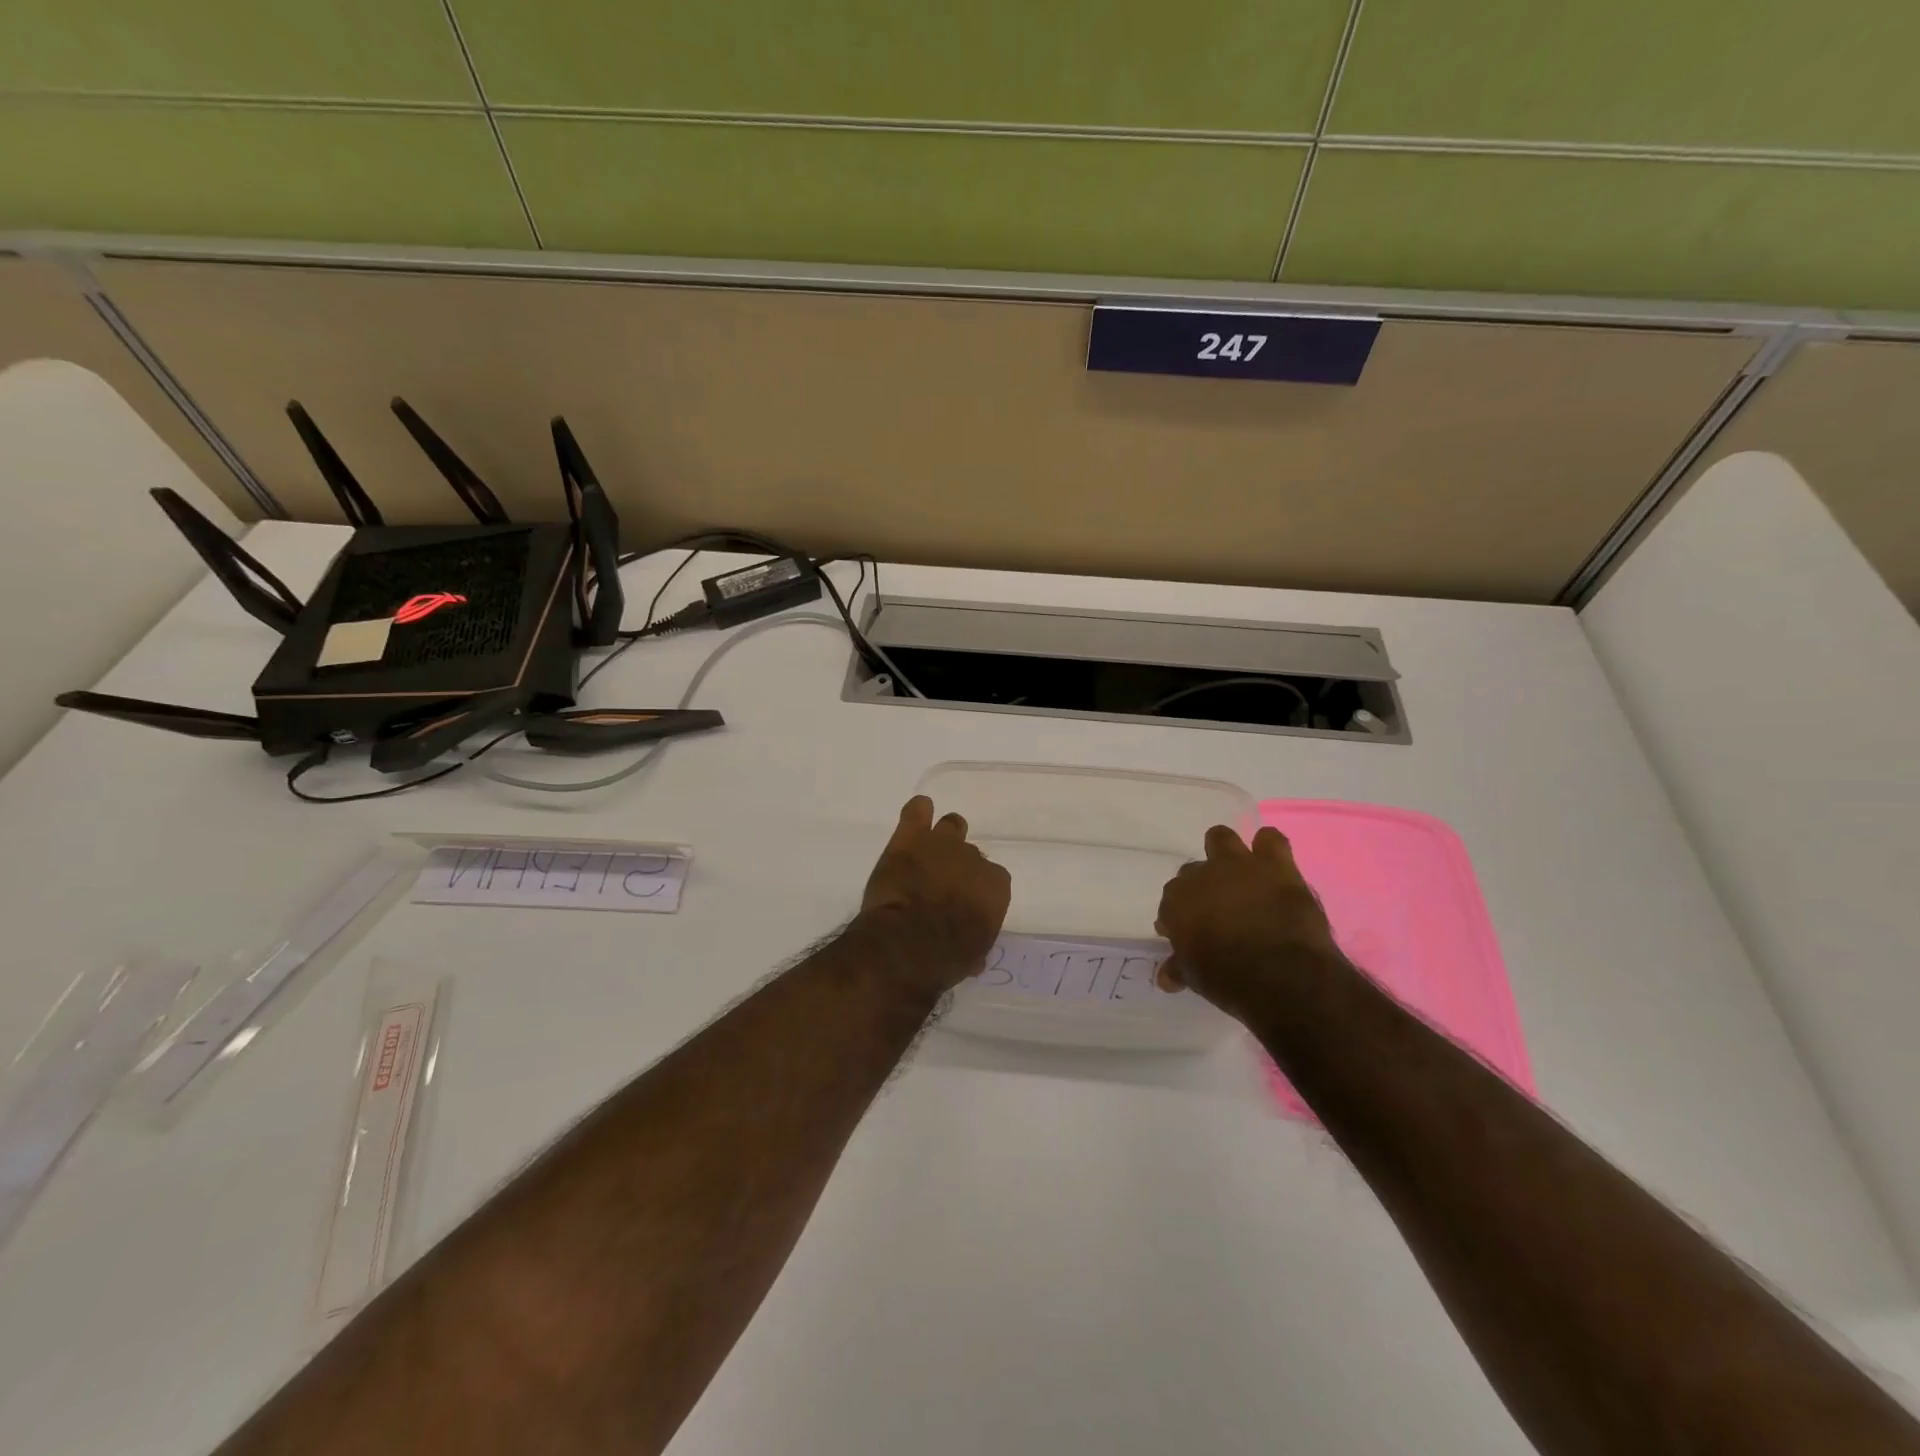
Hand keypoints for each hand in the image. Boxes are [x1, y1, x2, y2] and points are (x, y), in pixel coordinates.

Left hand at [857, 795, 1011, 991]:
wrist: (908, 944)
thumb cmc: (946, 957)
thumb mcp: (972, 955)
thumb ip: (975, 941)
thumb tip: (971, 952)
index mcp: (996, 887)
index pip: (992, 880)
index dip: (975, 890)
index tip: (962, 903)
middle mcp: (974, 858)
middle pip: (970, 854)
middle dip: (957, 867)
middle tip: (940, 884)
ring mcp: (942, 843)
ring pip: (951, 826)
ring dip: (942, 837)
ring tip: (928, 851)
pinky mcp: (910, 838)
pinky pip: (917, 810)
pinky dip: (917, 812)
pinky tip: (915, 816)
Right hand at [1155, 824, 1344, 1023]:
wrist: (1285, 976)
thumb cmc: (1230, 981)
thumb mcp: (1195, 979)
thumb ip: (1179, 968)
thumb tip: (1166, 976)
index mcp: (1177, 901)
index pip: (1171, 902)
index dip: (1180, 918)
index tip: (1189, 934)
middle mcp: (1202, 875)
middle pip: (1192, 871)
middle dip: (1202, 887)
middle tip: (1217, 911)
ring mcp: (1239, 865)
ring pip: (1221, 838)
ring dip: (1226, 854)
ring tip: (1239, 877)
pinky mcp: (1276, 865)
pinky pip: (1270, 839)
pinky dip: (1269, 849)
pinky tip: (1272, 866)